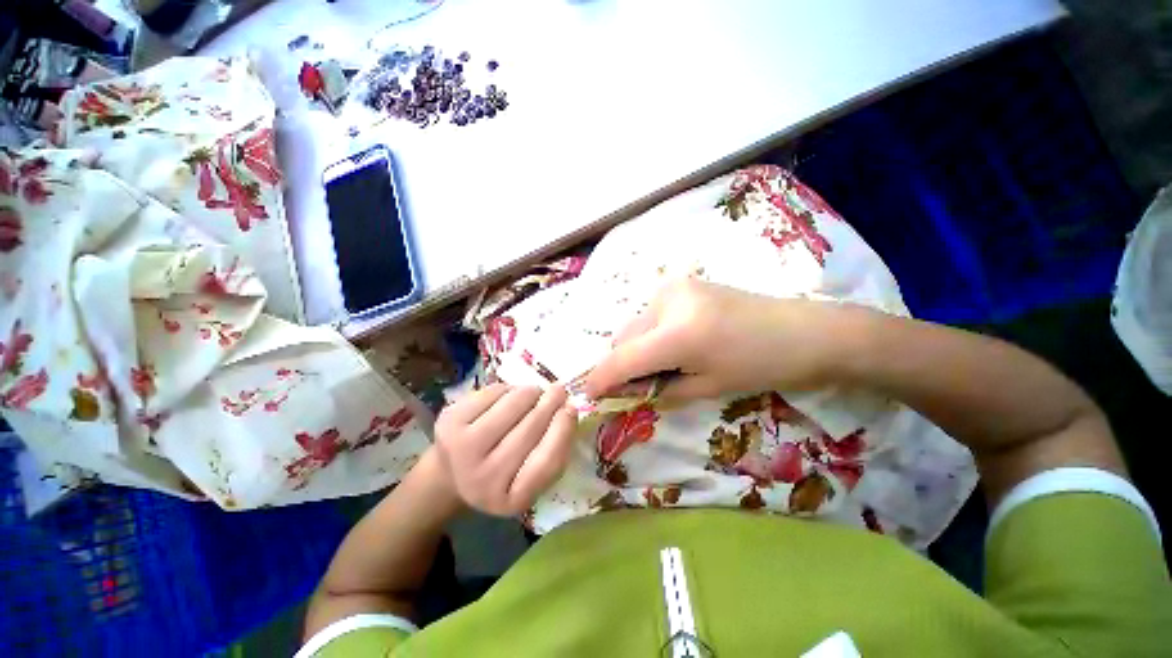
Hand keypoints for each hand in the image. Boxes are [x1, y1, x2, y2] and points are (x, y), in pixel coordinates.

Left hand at [434, 383, 576, 515]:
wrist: (450, 473)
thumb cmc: (502, 473)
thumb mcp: (530, 477)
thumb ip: (553, 450)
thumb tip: (569, 408)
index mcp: (511, 500)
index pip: (546, 461)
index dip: (562, 430)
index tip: (572, 408)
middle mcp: (483, 480)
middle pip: (530, 428)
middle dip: (550, 403)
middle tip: (559, 390)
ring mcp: (462, 449)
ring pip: (512, 404)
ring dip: (530, 392)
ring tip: (534, 393)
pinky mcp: (449, 421)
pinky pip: (493, 392)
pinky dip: (508, 389)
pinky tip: (508, 397)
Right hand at [584, 279, 846, 400]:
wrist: (803, 331)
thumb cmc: (760, 367)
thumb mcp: (704, 388)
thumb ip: (656, 388)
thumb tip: (621, 389)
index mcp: (678, 333)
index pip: (622, 358)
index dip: (600, 379)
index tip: (587, 395)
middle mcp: (667, 301)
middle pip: (621, 338)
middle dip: (621, 364)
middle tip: (639, 385)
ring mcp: (673, 286)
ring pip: (633, 325)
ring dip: (635, 348)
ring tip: (663, 363)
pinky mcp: (680, 283)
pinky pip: (649, 314)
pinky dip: (649, 333)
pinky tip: (674, 342)